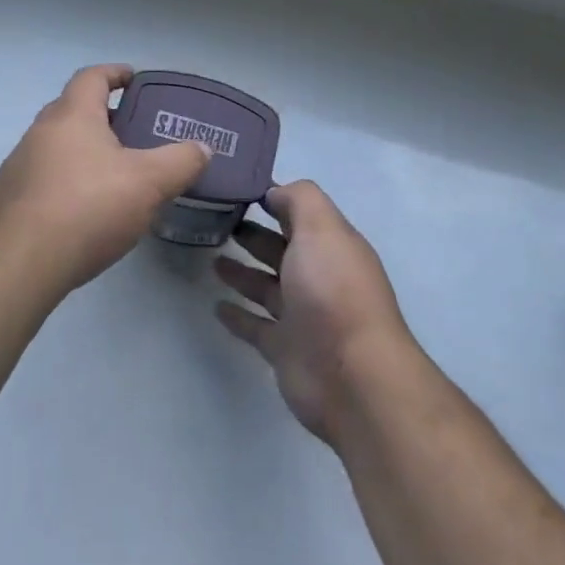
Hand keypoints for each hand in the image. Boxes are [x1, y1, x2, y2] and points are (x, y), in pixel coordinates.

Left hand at [0, 64, 210, 296]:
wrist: (18, 264)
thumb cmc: (87, 207)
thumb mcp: (148, 183)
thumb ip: (180, 161)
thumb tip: (203, 148)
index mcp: (72, 115)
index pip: (92, 77)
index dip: (115, 73)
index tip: (134, 79)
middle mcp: (40, 132)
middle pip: (73, 109)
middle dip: (104, 116)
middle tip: (134, 132)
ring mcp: (19, 166)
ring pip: (58, 146)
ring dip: (85, 151)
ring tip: (115, 175)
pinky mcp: (9, 201)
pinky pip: (45, 179)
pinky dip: (68, 182)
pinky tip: (86, 211)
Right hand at [215, 180, 412, 445]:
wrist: (352, 376)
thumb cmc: (333, 290)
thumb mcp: (321, 228)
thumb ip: (299, 200)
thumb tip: (275, 192)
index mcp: (331, 245)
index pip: (300, 214)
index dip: (274, 199)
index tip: (238, 188)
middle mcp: (318, 277)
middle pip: (282, 249)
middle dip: (255, 234)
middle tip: (219, 221)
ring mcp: (302, 315)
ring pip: (266, 286)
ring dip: (243, 272)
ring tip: (212, 256)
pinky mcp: (285, 349)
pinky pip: (255, 326)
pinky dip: (238, 315)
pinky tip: (216, 305)